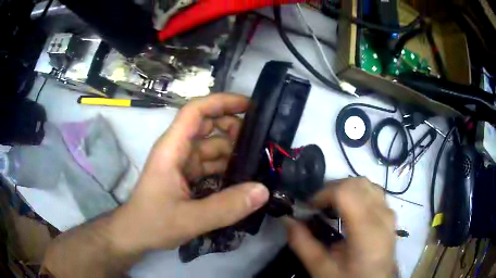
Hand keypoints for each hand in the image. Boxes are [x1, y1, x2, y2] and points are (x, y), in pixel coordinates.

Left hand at [108, 93, 269, 253]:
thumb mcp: (190, 219)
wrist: (135, 234)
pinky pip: (211, 165)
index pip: (196, 111)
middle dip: (233, 128)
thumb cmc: (153, 223)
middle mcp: (177, 150)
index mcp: (172, 149)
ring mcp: (182, 163)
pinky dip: (227, 167)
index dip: (222, 102)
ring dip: (233, 151)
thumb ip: (226, 207)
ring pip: (211, 146)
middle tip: (261, 142)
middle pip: (207, 125)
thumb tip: (263, 190)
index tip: (250, 106)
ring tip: (260, 161)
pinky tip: (245, 178)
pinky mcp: (187, 177)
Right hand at [286, 178, 395, 277]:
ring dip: (346, 189)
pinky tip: (350, 210)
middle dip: (333, 188)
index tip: (310, 208)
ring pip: (367, 184)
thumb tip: (287, 220)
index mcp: (366, 230)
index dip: (324, 193)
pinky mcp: (390, 215)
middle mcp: (382, 215)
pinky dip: (358, 193)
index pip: (346, 192)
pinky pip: (374, 192)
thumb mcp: (322, 269)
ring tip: (333, 207)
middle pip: (357, 183)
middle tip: (318, 207)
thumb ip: (303, 244)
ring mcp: (389, 213)